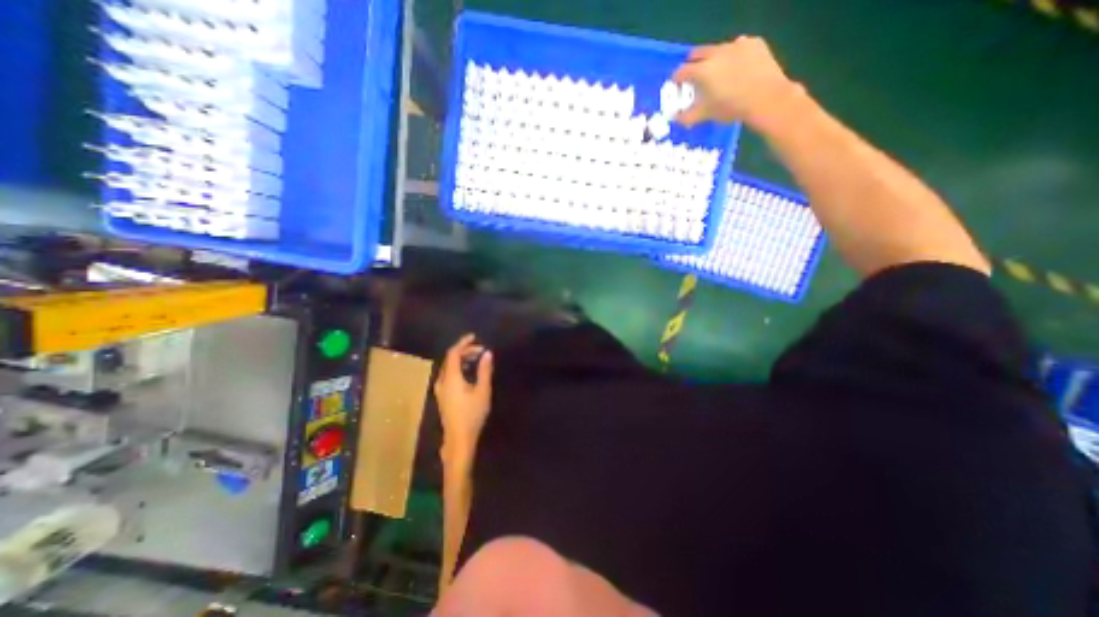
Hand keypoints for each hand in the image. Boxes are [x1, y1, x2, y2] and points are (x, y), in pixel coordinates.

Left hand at [434, 333, 493, 457]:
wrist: (459, 440)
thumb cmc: (472, 415)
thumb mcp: (482, 391)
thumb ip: (484, 370)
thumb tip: (487, 353)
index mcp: (451, 378)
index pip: (453, 353)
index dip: (463, 343)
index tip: (474, 337)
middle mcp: (442, 381)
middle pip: (450, 359)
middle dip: (464, 351)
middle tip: (481, 350)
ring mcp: (441, 390)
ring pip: (449, 368)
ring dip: (462, 360)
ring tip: (477, 359)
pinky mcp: (443, 396)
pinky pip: (449, 375)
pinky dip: (459, 368)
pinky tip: (469, 372)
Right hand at [669, 35, 799, 128]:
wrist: (766, 98)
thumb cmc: (731, 107)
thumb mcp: (705, 114)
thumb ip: (687, 116)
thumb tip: (675, 118)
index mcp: (702, 70)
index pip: (682, 71)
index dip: (677, 79)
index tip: (678, 85)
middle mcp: (716, 53)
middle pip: (698, 53)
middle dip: (693, 64)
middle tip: (694, 76)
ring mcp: (736, 45)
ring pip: (718, 49)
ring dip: (714, 59)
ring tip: (718, 73)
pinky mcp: (754, 43)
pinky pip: (739, 47)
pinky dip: (734, 56)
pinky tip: (738, 68)